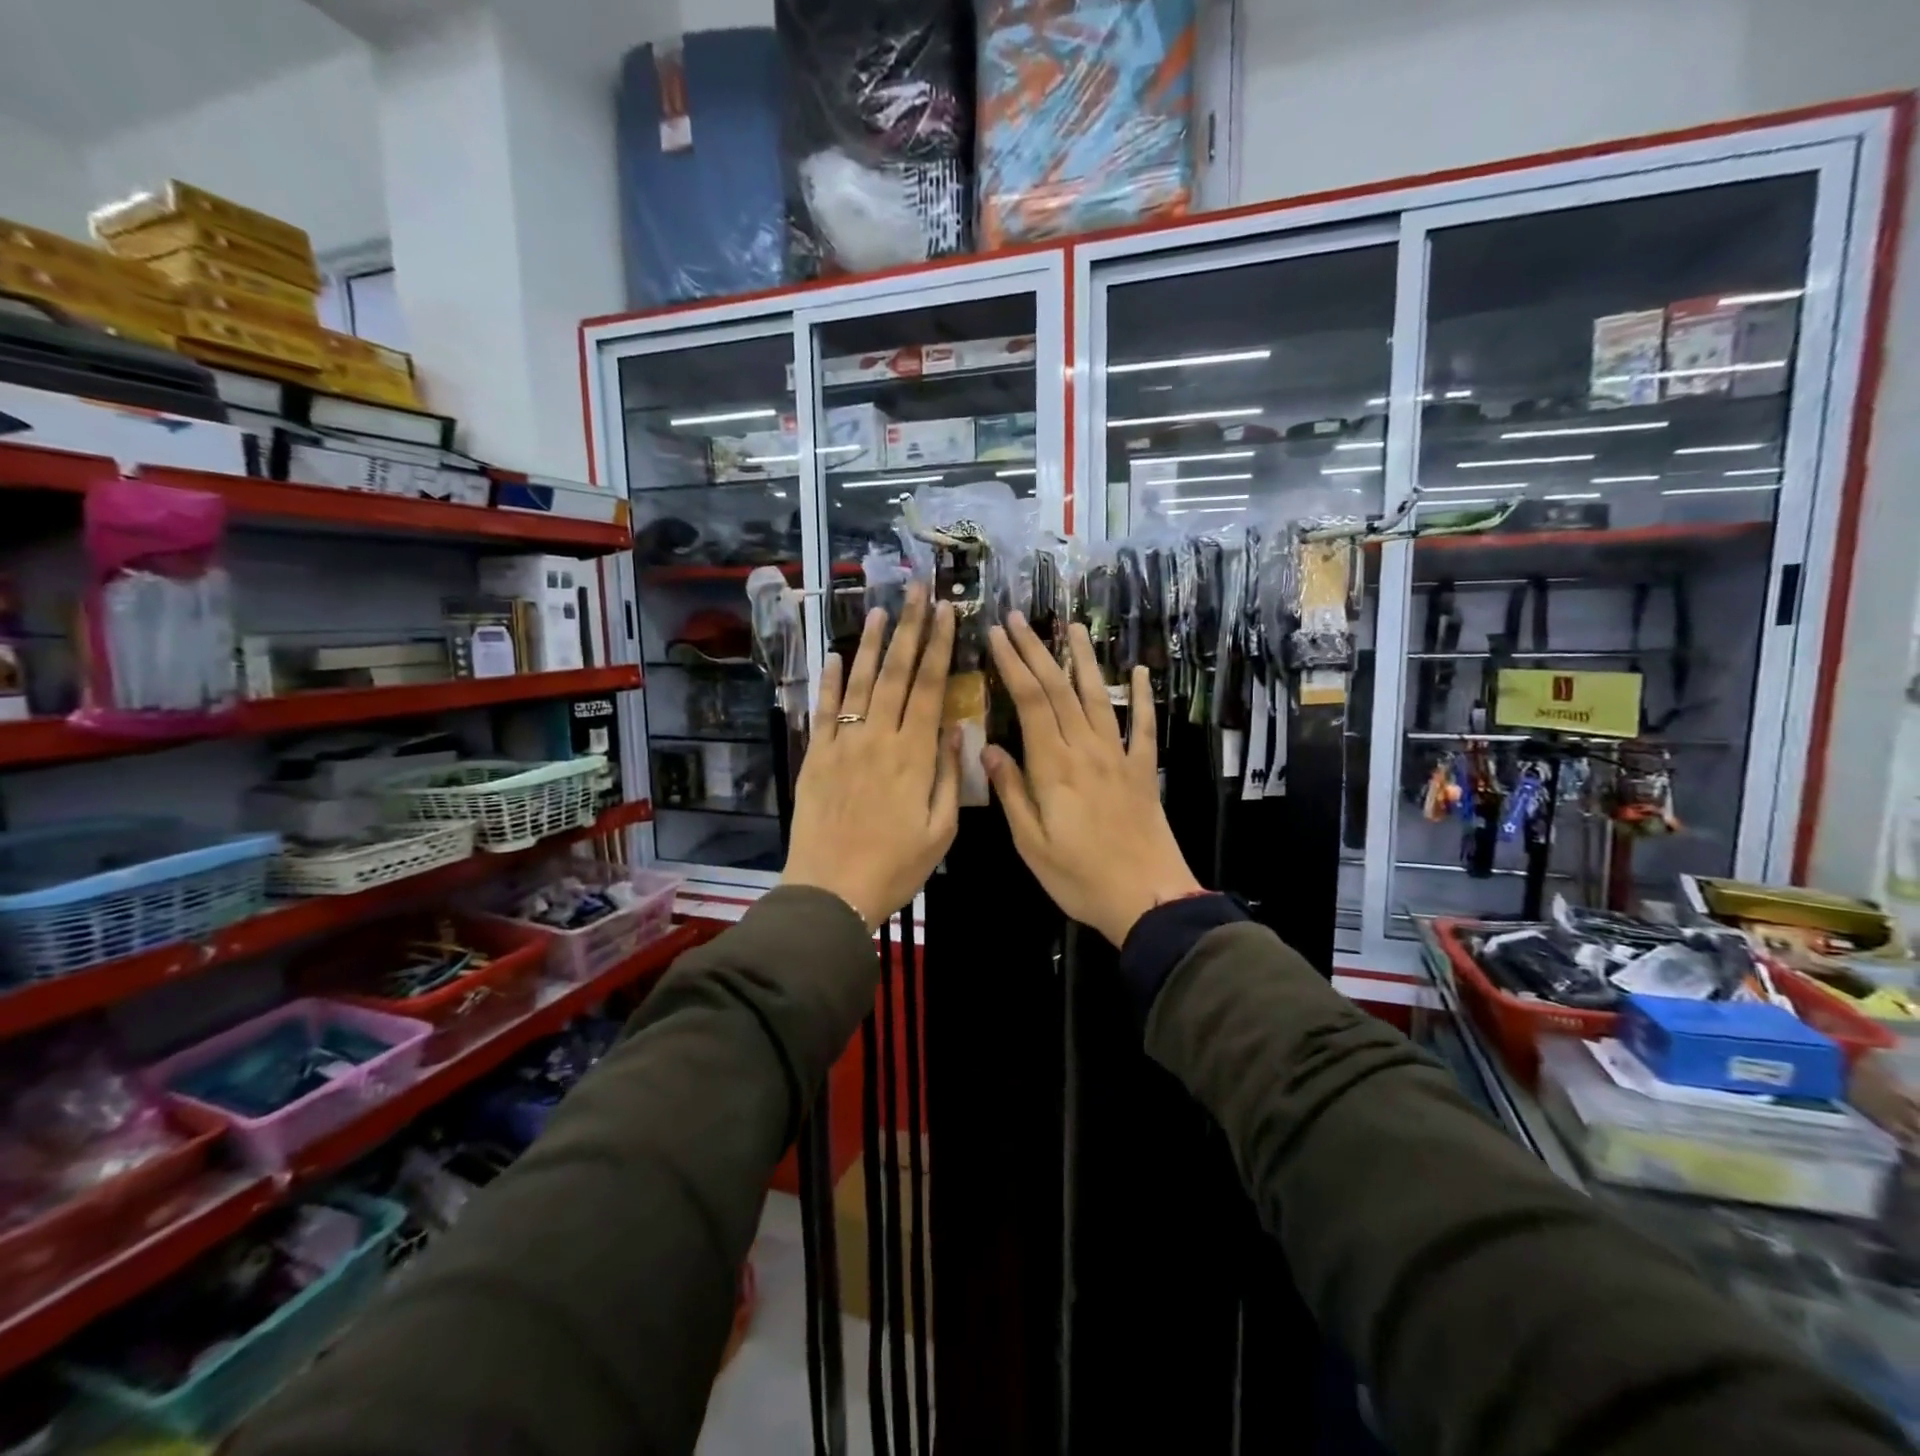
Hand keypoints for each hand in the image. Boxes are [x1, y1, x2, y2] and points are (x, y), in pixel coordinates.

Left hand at [782, 584, 960, 929]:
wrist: (831, 891)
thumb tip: (957, 730)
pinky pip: (825, 711)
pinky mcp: (816, 756)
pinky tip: (838, 656)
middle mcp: (879, 738)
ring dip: (873, 644)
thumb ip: (950, 777)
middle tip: (918, 589)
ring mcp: (843, 744)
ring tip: (883, 609)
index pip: (931, 687)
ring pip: (861, 683)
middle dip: (911, 628)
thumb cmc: (895, 867)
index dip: (940, 646)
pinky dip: (831, 681)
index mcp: (914, 756)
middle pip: (898, 673)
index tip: (947, 612)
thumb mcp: (940, 831)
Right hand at [982, 615, 1201, 946]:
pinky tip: (1139, 673)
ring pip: (1097, 697)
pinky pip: (1142, 726)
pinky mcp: (1143, 770)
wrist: (1147, 897)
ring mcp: (1119, 756)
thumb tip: (987, 749)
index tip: (997, 634)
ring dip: (1083, 659)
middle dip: (1036, 650)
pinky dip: (1140, 697)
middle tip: (1019, 618)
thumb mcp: (1031, 843)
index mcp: (1053, 766)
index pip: (1029, 700)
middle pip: (1059, 688)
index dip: (1012, 663)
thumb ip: (1010, 792)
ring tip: (1071, 627)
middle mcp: (1086, 749)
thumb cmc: (1079, 877)